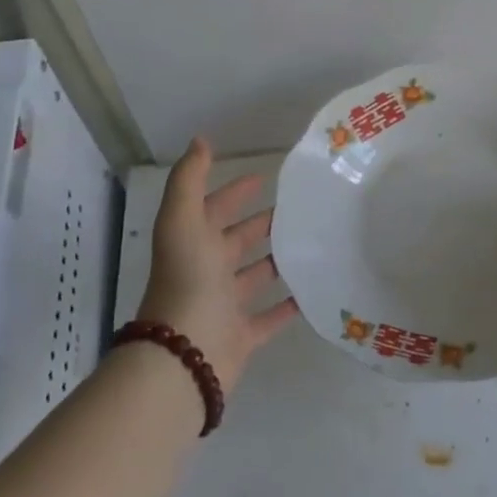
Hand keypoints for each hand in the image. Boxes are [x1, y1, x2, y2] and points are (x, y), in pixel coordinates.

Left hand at [136, 138, 296, 391]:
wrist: (184, 356)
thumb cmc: (187, 282)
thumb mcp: (183, 222)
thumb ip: (190, 180)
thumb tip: (202, 140)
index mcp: (193, 244)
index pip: (216, 209)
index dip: (235, 191)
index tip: (265, 176)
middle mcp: (208, 272)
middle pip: (238, 241)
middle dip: (262, 223)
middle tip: (300, 207)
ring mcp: (225, 305)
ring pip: (256, 276)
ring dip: (278, 260)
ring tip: (313, 242)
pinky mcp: (244, 335)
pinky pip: (271, 316)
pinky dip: (290, 305)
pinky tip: (314, 290)